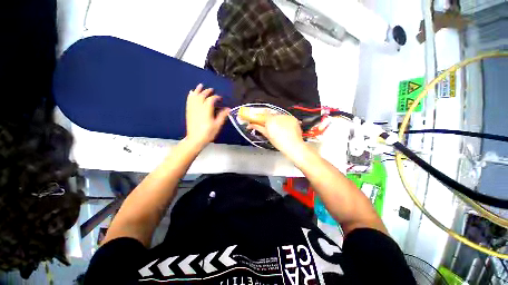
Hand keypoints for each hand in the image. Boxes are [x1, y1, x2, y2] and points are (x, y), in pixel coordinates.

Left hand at [185, 84, 229, 147]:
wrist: (195, 139)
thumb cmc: (208, 132)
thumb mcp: (218, 124)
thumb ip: (222, 115)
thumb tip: (228, 109)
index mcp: (207, 109)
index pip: (211, 99)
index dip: (216, 97)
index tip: (220, 98)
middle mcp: (199, 106)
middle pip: (202, 95)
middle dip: (207, 91)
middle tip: (212, 89)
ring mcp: (192, 108)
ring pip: (194, 96)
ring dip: (197, 90)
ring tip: (200, 85)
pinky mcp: (189, 111)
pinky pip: (189, 101)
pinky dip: (190, 96)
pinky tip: (191, 93)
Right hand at [247, 115, 304, 155]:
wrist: (293, 146)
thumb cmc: (279, 142)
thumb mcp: (267, 135)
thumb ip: (259, 127)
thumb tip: (251, 125)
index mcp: (270, 120)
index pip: (263, 113)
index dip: (260, 115)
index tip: (257, 118)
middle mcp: (278, 116)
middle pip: (272, 115)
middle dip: (270, 119)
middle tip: (269, 126)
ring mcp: (287, 116)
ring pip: (279, 116)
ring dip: (277, 120)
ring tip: (279, 129)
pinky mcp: (293, 118)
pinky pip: (286, 118)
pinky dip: (285, 122)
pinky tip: (286, 128)